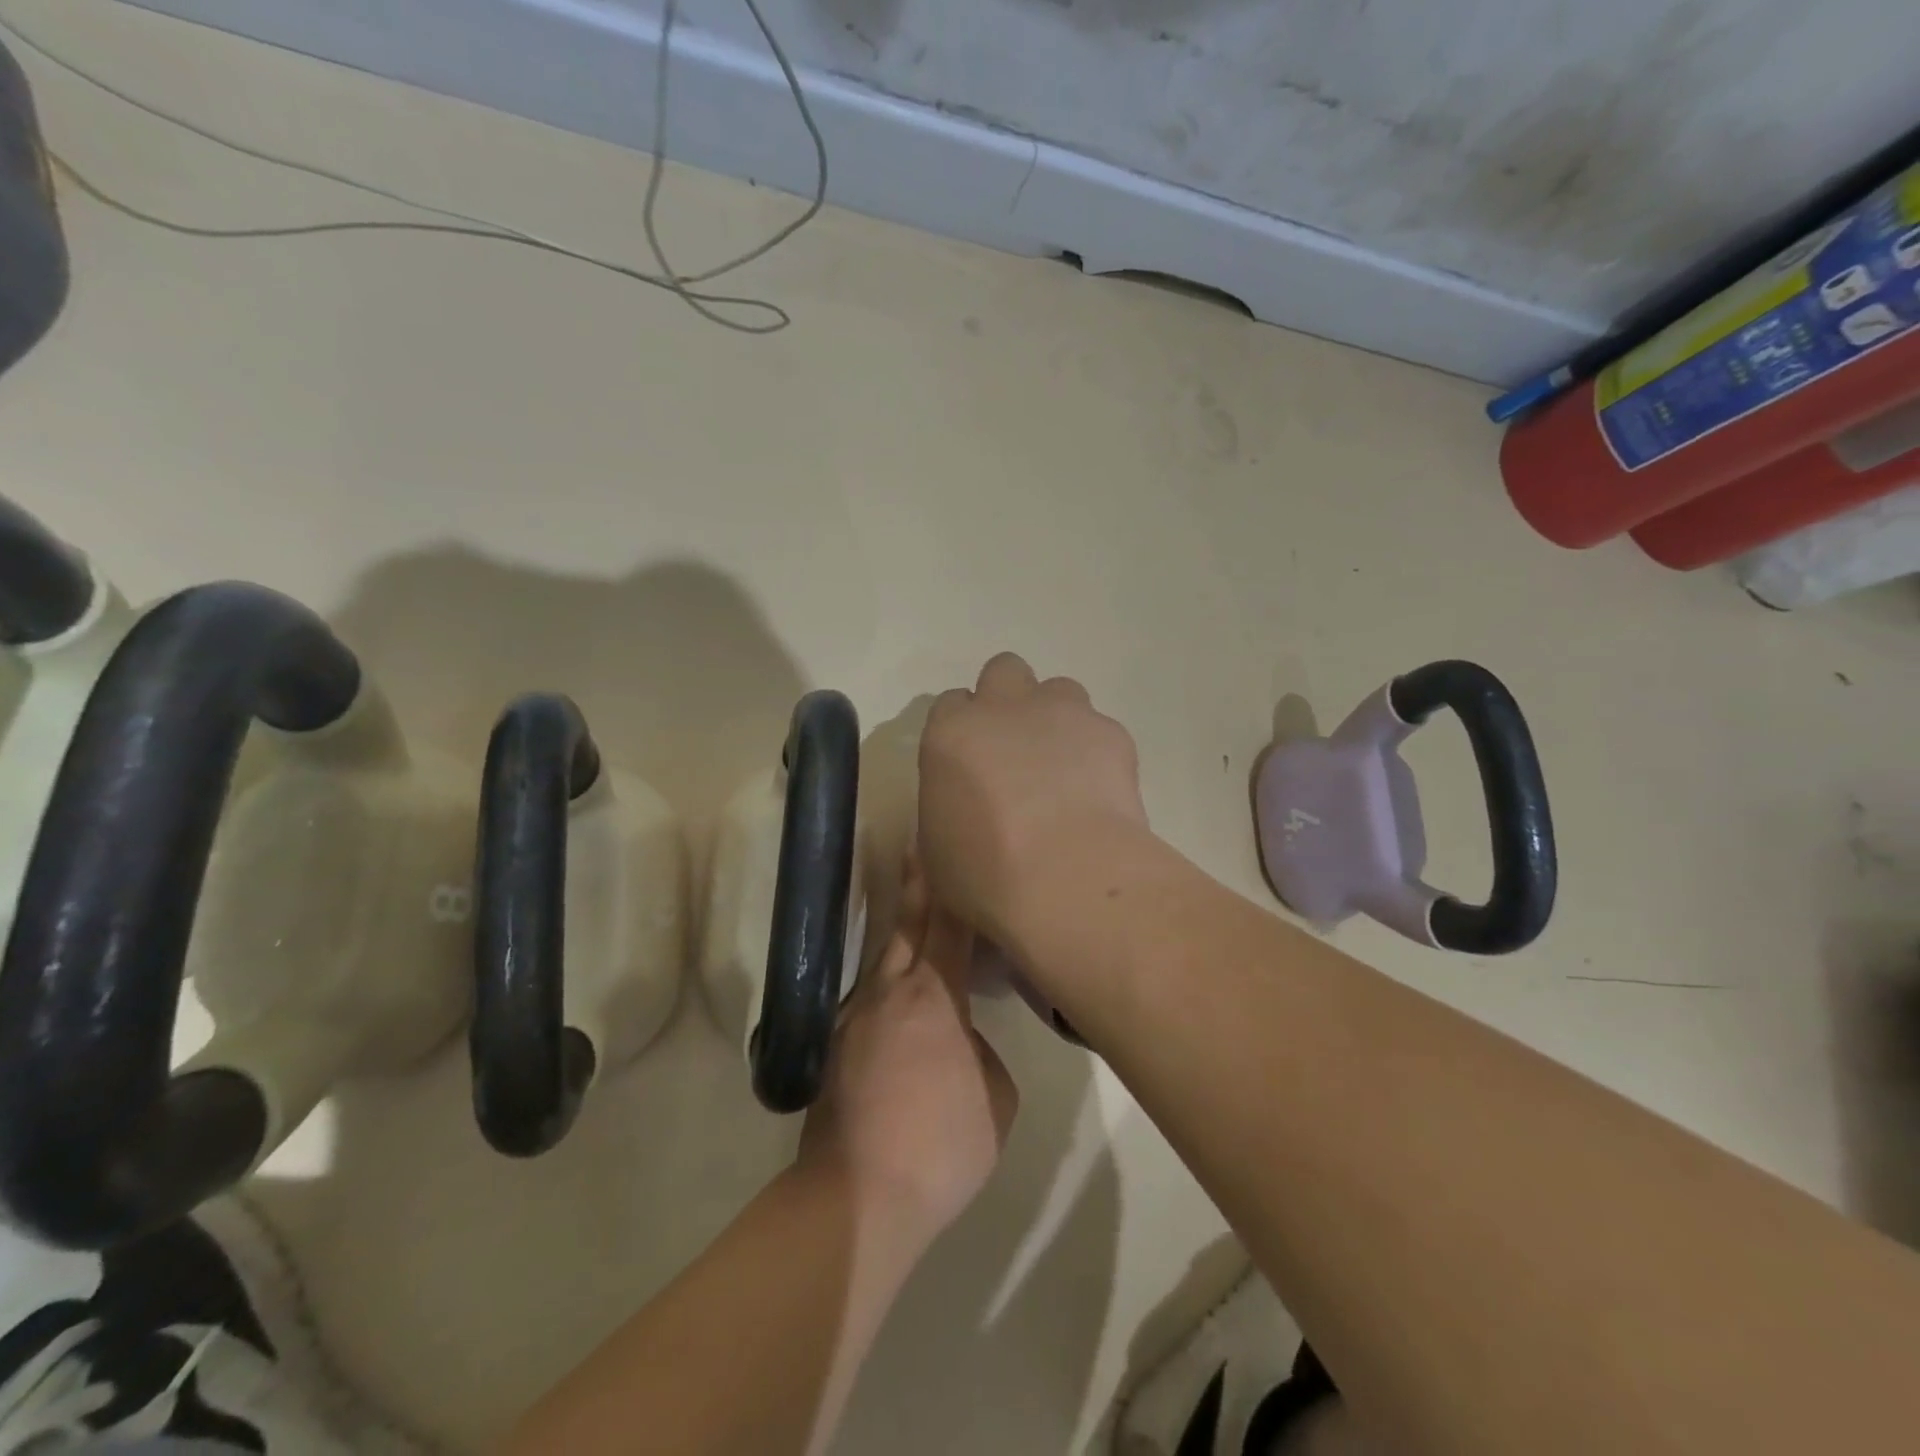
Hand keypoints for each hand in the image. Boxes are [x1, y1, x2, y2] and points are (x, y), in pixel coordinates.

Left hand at [796, 863, 1017, 1250]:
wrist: (860, 1195)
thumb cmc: (942, 1144)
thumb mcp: (996, 1097)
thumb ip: (981, 1052)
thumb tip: (960, 1041)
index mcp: (935, 997)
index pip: (949, 929)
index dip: (950, 889)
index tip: (947, 851)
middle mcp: (890, 992)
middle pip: (906, 928)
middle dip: (915, 889)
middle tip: (916, 851)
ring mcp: (856, 1017)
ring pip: (883, 961)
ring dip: (899, 935)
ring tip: (913, 916)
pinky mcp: (836, 1047)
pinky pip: (871, 1000)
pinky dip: (888, 986)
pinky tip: (901, 1003)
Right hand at [918, 652, 1149, 947]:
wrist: (1066, 877)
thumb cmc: (985, 874)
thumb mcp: (940, 847)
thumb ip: (951, 806)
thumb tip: (969, 807)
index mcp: (952, 733)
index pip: (951, 704)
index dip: (963, 730)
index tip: (971, 761)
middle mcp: (1005, 708)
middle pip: (1003, 671)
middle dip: (1009, 699)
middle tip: (1016, 747)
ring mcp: (1062, 713)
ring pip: (1059, 689)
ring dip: (1056, 719)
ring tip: (1063, 766)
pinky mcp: (1110, 732)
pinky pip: (1100, 728)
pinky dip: (1097, 752)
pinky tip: (1099, 793)